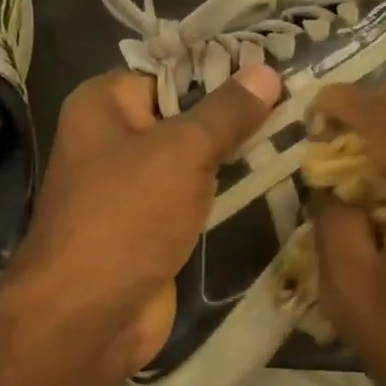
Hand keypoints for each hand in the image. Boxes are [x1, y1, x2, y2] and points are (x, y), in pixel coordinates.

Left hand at [6, 63, 282, 382]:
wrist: (89, 315)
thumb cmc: (128, 215)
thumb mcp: (183, 151)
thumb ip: (227, 112)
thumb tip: (267, 72)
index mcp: (103, 104)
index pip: (170, 72)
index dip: (222, 71)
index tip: (275, 72)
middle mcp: (112, 138)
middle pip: (183, 114)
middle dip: (235, 115)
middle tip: (296, 105)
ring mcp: (130, 186)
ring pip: (192, 159)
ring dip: (234, 156)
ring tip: (295, 136)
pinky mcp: (150, 226)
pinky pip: (193, 196)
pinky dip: (223, 193)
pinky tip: (269, 179)